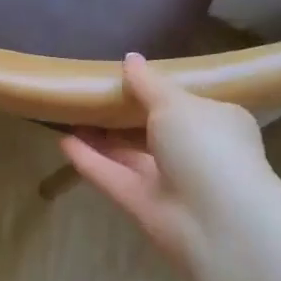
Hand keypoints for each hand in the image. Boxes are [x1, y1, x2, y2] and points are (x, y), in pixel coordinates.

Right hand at [60, 53, 275, 269]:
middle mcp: (194, 153)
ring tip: (71, 114)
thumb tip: (130, 58)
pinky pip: (111, 177)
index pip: (186, 104)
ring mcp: (168, 182)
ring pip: (129, 155)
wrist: (217, 221)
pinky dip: (89, 160)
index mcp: (216, 123)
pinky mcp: (143, 205)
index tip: (126, 76)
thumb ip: (148, 83)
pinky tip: (63, 141)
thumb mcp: (176, 103)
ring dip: (101, 138)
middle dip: (123, 115)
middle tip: (91, 93)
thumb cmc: (206, 146)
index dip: (157, 90)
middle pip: (152, 131)